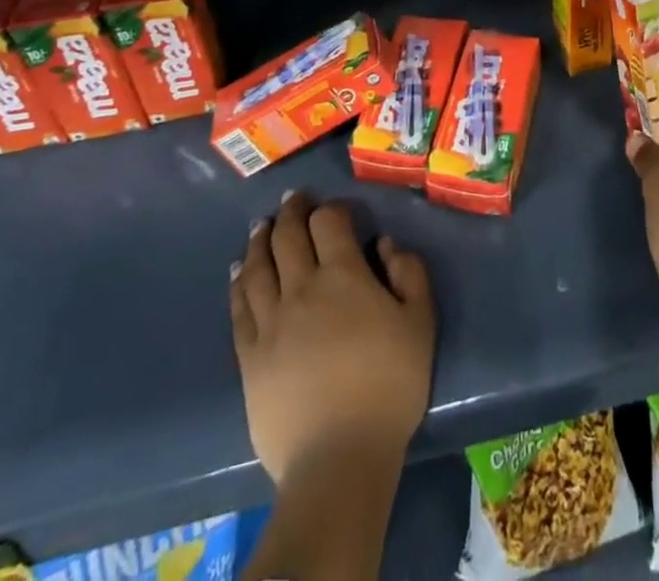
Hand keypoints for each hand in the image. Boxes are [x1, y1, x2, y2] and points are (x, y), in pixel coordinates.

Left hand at [230, 192, 435, 483]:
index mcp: (343, 275)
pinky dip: (238, 282)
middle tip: (292, 199)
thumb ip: (409, 273)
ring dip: (260, 240)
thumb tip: (385, 244)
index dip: (331, 209)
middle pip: (287, 236)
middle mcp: (301, 288)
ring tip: (261, 226)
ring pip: (258, 266)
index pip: (328, 222)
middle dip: (290, 212)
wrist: (339, 459)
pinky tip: (238, 271)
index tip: (335, 209)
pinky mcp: (250, 356)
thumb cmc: (389, 386)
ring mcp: (270, 322)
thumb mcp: (420, 323)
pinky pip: (239, 308)